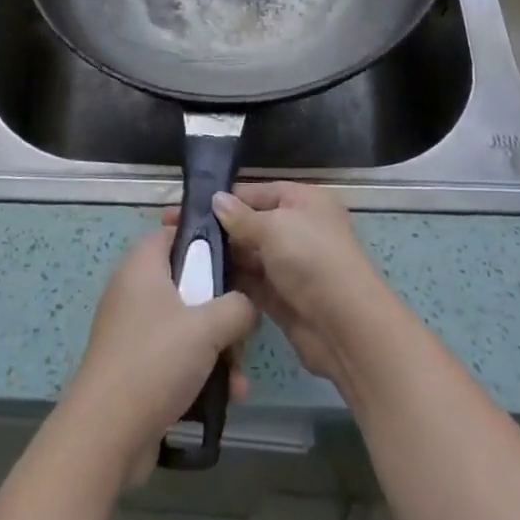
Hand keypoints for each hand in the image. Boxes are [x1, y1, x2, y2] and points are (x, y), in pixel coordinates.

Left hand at [59, 228, 258, 484]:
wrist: (106, 435)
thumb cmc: (156, 361)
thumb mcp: (208, 326)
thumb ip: (238, 306)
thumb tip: (247, 306)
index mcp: (142, 266)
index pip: (174, 232)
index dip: (206, 238)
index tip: (238, 256)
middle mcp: (134, 291)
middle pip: (188, 282)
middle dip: (222, 309)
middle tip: (244, 328)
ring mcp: (133, 331)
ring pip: (186, 324)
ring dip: (218, 348)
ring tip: (239, 379)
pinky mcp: (135, 367)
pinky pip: (175, 356)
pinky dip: (200, 371)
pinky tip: (226, 398)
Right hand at [201, 182, 401, 393]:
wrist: (346, 327)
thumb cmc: (312, 261)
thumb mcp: (275, 228)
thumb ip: (241, 217)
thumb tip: (216, 200)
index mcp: (303, 201)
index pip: (255, 192)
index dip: (221, 200)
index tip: (183, 208)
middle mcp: (297, 228)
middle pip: (250, 224)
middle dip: (217, 230)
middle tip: (173, 235)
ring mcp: (290, 265)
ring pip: (248, 255)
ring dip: (221, 258)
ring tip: (180, 260)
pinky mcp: (283, 297)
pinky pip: (251, 284)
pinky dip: (231, 283)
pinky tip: (200, 284)